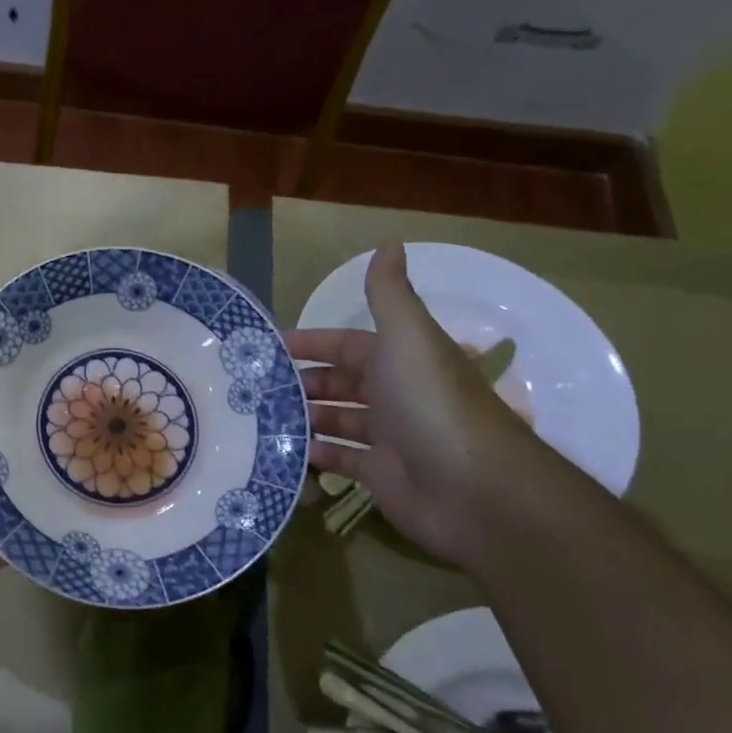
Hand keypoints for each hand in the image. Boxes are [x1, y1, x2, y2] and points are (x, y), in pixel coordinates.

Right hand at [284, 242, 555, 565]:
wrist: (475, 490)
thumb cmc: (432, 405)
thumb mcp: (408, 338)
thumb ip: (389, 295)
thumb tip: (390, 241)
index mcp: (401, 359)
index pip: (348, 344)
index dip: (312, 342)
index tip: (270, 347)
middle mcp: (396, 395)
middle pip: (341, 382)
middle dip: (303, 382)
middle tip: (256, 388)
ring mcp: (390, 438)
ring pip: (338, 420)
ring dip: (305, 417)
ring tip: (260, 417)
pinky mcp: (383, 476)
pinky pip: (341, 460)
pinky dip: (316, 455)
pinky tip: (284, 451)